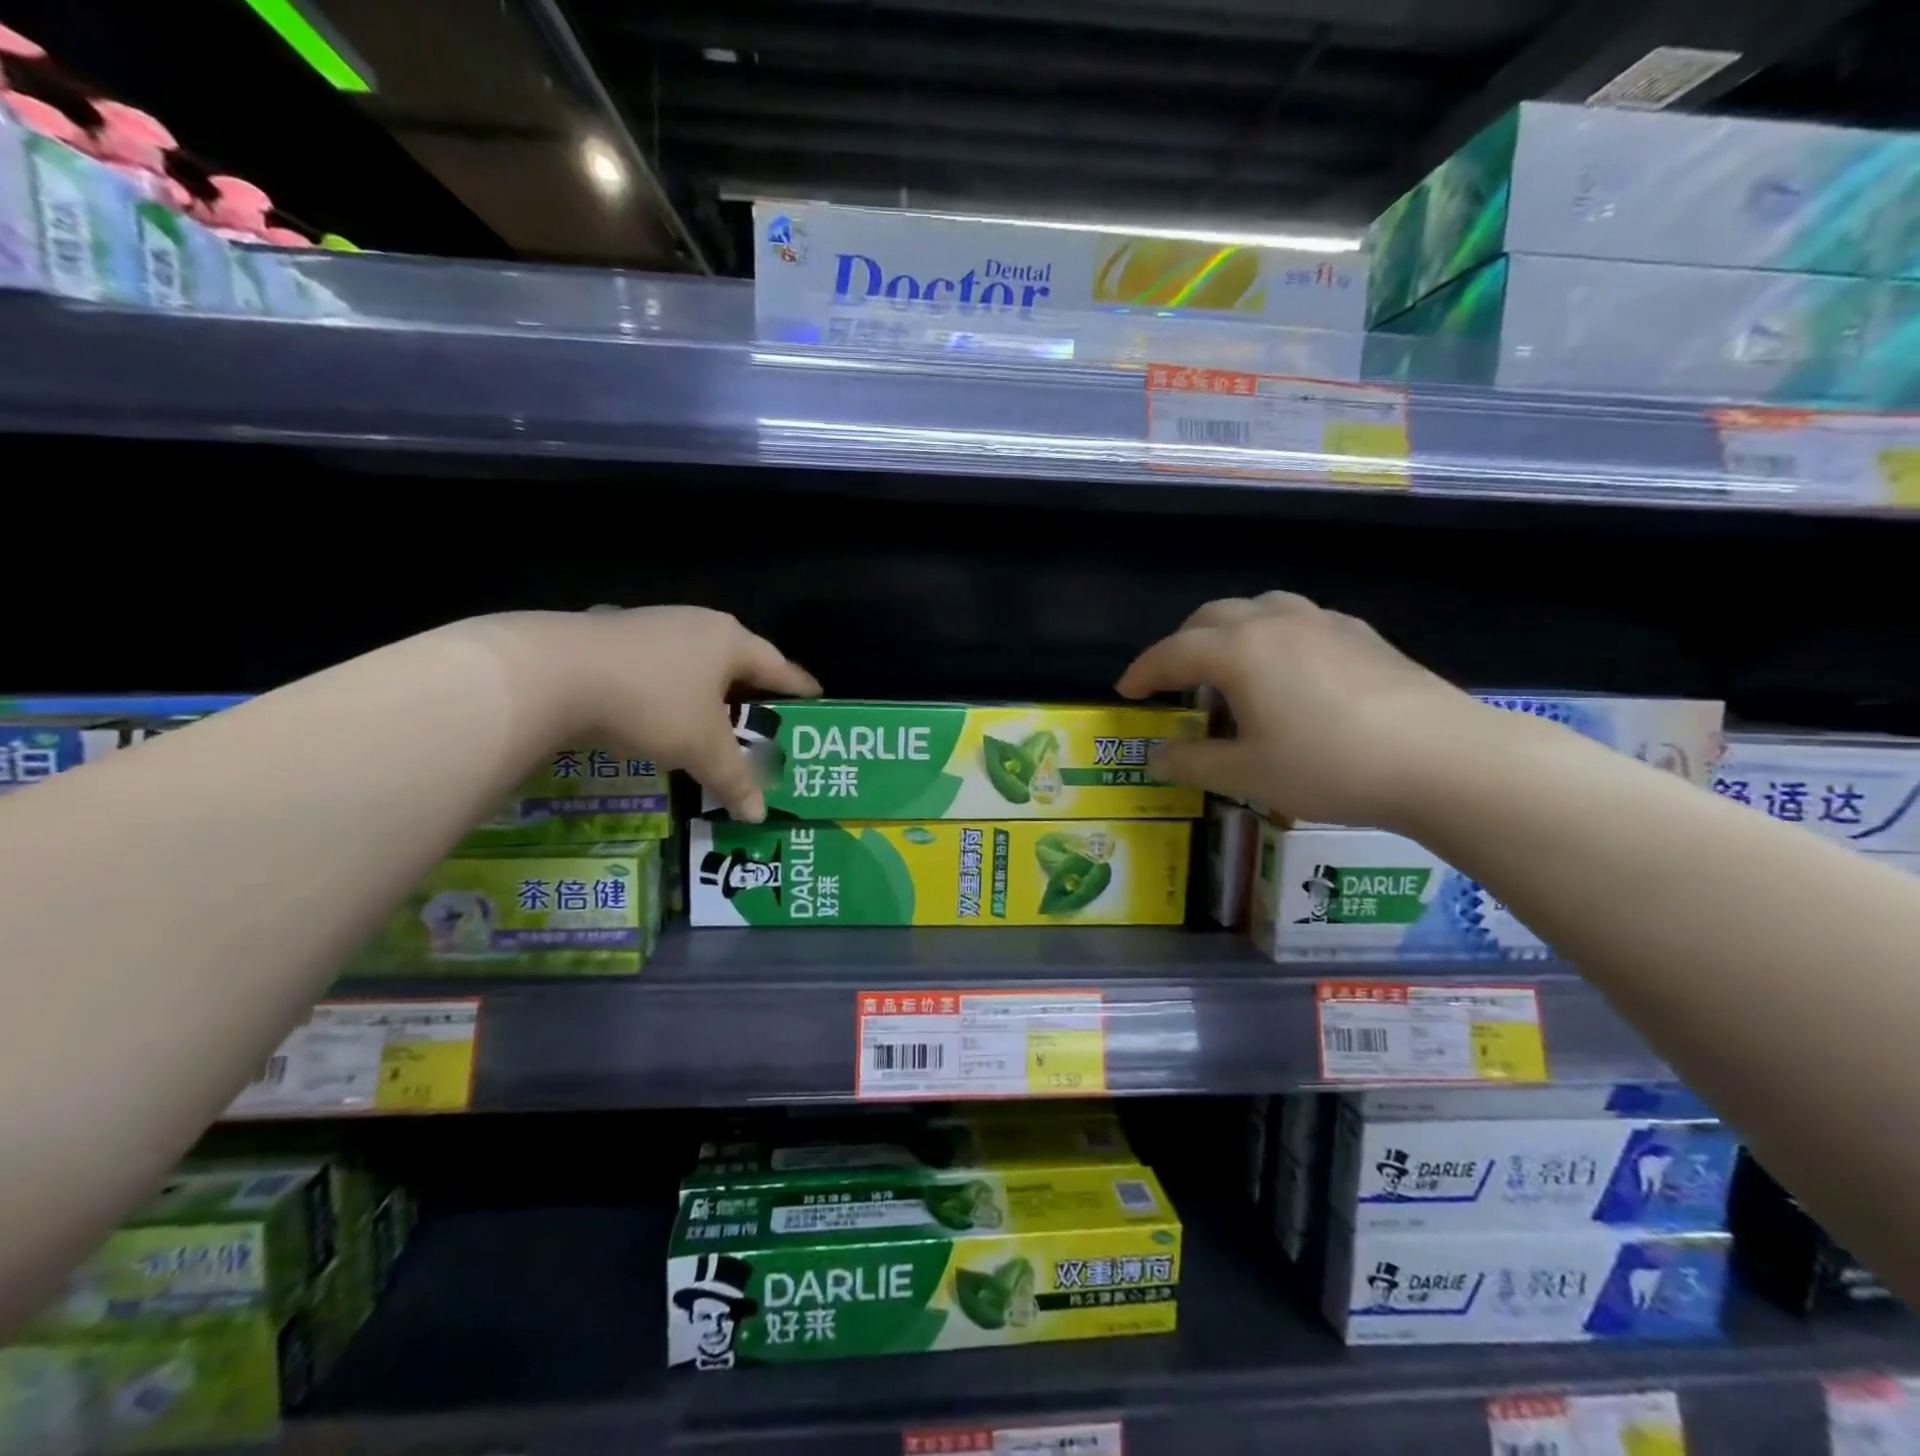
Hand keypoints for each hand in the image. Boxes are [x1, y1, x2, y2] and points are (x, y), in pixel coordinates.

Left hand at [504, 607, 819, 821]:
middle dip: (751, 689)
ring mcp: (652, 624)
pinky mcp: (611, 633)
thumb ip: (735, 779)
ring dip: (706, 688)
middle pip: (737, 659)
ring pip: (694, 660)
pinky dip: (667, 686)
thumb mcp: (701, 748)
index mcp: (729, 641)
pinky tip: (656, 706)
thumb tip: (759, 815)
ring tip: (711, 716)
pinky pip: (657, 663)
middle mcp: (696, 623)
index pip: (778, 665)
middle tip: (763, 717)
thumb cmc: (652, 704)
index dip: (799, 686)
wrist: (553, 673)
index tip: (816, 698)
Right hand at [1116, 592, 1480, 827]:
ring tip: (1227, 666)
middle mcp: (1275, 623)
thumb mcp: (1248, 775)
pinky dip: (1272, 634)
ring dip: (1228, 630)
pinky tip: (1287, 670)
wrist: (1442, 758)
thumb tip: (1154, 756)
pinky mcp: (1361, 634)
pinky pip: (1298, 618)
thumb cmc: (1330, 766)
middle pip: (1212, 616)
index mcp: (1240, 651)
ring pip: (1258, 606)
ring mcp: (1323, 622)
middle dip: (1182, 644)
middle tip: (1172, 680)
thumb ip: (1192, 763)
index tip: (1125, 691)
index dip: (1143, 671)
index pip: (1173, 652)